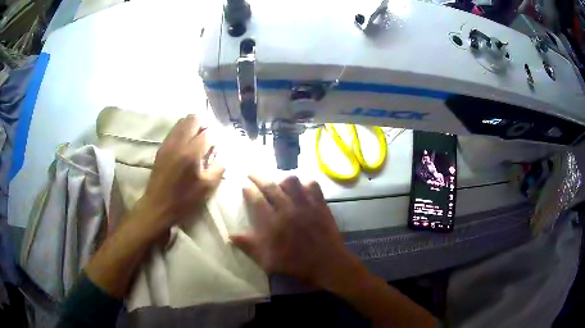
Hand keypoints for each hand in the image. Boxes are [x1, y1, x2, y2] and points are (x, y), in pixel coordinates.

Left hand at [140, 114, 224, 230]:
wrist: (157, 206)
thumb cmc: (184, 200)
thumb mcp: (207, 188)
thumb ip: (218, 168)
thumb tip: (222, 156)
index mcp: (191, 153)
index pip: (208, 133)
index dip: (216, 138)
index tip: (218, 147)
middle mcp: (179, 143)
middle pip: (193, 119)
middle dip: (204, 125)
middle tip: (209, 138)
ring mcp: (168, 144)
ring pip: (182, 122)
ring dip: (193, 126)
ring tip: (198, 138)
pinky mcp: (162, 148)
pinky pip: (174, 130)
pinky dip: (182, 130)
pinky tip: (186, 143)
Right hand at [230, 176, 364, 289]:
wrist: (326, 263)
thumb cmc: (295, 263)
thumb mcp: (267, 260)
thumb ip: (248, 246)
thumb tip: (230, 235)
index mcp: (273, 223)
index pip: (257, 200)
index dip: (248, 191)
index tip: (244, 186)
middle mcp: (287, 209)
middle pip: (270, 186)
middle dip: (258, 178)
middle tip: (252, 174)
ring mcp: (305, 205)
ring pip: (292, 181)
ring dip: (282, 179)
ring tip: (278, 182)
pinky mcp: (320, 204)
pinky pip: (313, 185)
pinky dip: (306, 184)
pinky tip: (302, 189)